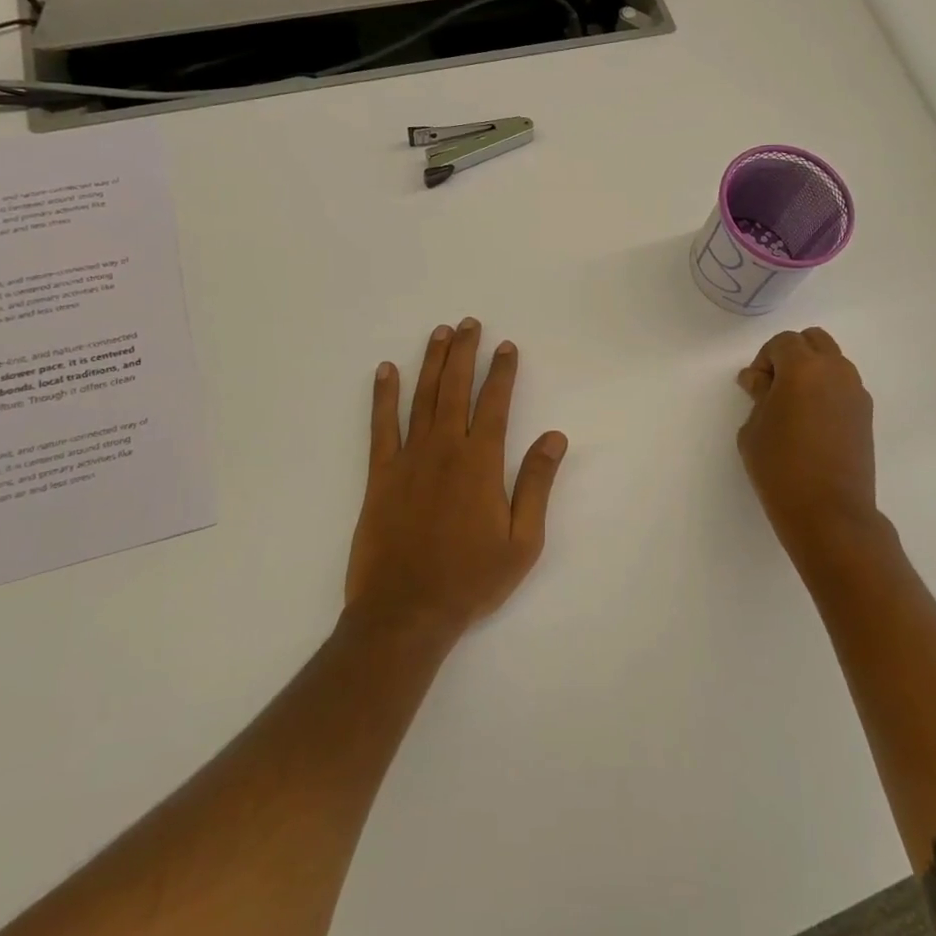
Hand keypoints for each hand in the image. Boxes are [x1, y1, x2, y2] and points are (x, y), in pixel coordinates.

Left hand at [347, 319, 568, 641]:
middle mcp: (444, 450)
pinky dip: (384, 396)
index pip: (495, 404)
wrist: (406, 612)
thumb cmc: (471, 579)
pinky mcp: (380, 475)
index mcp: (481, 463)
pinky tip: (386, 371)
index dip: (502, 372)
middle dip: (464, 353)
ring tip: (438, 333)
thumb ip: (536, 484)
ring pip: (421, 398)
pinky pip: (381, 425)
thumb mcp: (522, 540)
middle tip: (469, 323)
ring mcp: (408, 459)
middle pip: (455, 388)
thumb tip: (555, 437)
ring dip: (430, 362)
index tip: (506, 346)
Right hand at [737, 328, 878, 550]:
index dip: (764, 360)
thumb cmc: (780, 468)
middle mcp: (835, 371)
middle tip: (773, 388)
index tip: (754, 388)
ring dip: (811, 371)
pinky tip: (811, 421)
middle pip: (814, 341)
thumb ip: (758, 395)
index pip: (783, 342)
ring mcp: (856, 392)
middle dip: (791, 355)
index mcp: (804, 368)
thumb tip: (759, 379)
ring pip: (832, 361)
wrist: (829, 512)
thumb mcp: (754, 429)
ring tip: (793, 406)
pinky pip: (843, 386)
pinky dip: (826, 390)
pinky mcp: (866, 414)